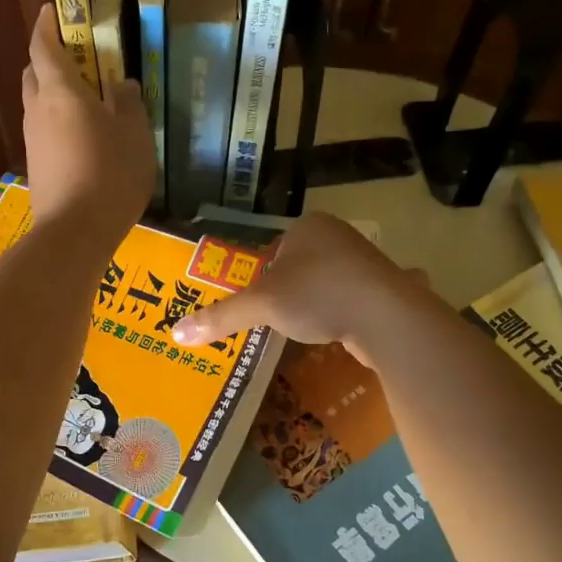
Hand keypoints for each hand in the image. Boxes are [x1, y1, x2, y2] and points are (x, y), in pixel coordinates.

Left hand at [21, 4, 154, 247]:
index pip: (43, 45)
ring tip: (88, 102)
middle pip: (35, 72)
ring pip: (38, 103)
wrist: (75, 232)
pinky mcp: (37, 165)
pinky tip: (84, 139)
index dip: (47, 24)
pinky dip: (58, 122)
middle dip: (51, 59)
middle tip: (80, 60)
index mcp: (60, 92)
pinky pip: (45, 131)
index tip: (54, 9)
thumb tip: (122, 84)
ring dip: (55, 93)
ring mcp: (33, 140)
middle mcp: (38, 109)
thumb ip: (129, 103)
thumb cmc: (110, 174)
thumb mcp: (134, 134)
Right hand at [171, 212, 427, 363]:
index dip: (261, 276)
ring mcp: (365, 263)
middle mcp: (339, 237)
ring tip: (303, 330)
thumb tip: (175, 333)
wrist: (386, 316)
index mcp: (309, 227)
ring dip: (315, 305)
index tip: (256, 303)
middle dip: (288, 292)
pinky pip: (350, 301)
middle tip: (274, 320)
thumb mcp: (262, 305)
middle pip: (299, 266)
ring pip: (326, 284)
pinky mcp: (383, 289)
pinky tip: (333, 334)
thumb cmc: (318, 295)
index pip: (274, 249)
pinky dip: (339, 316)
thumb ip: (221, 317)